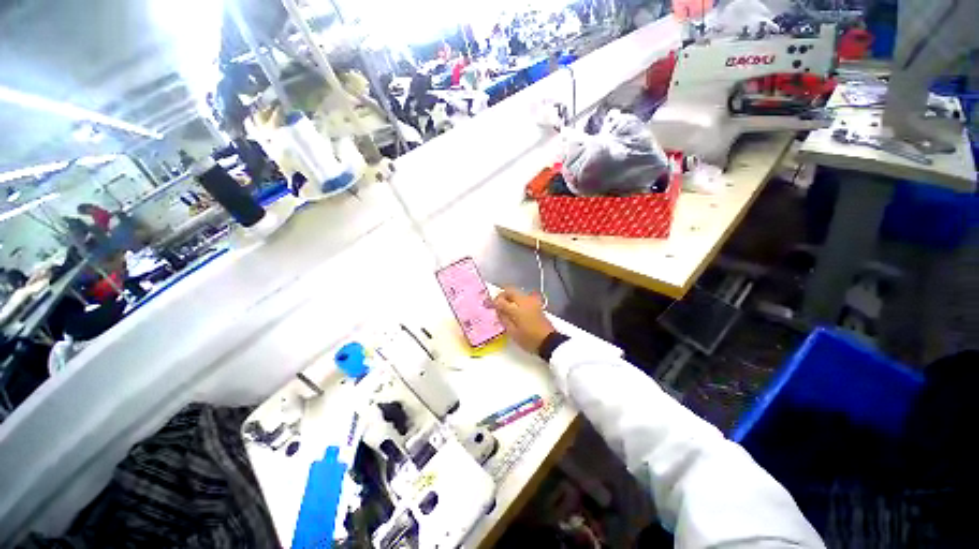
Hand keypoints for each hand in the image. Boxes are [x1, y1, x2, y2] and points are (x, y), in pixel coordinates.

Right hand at [493, 287, 554, 353]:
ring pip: (517, 293)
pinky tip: (514, 310)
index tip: (488, 305)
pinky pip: (523, 298)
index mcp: (517, 308)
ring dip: (509, 297)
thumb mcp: (513, 332)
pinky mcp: (537, 304)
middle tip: (496, 304)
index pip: (501, 300)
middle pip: (510, 290)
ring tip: (505, 308)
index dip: (493, 302)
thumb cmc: (529, 339)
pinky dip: (516, 300)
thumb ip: (504, 318)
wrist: (549, 342)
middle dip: (501, 295)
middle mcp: (525, 300)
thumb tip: (498, 310)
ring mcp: (532, 301)